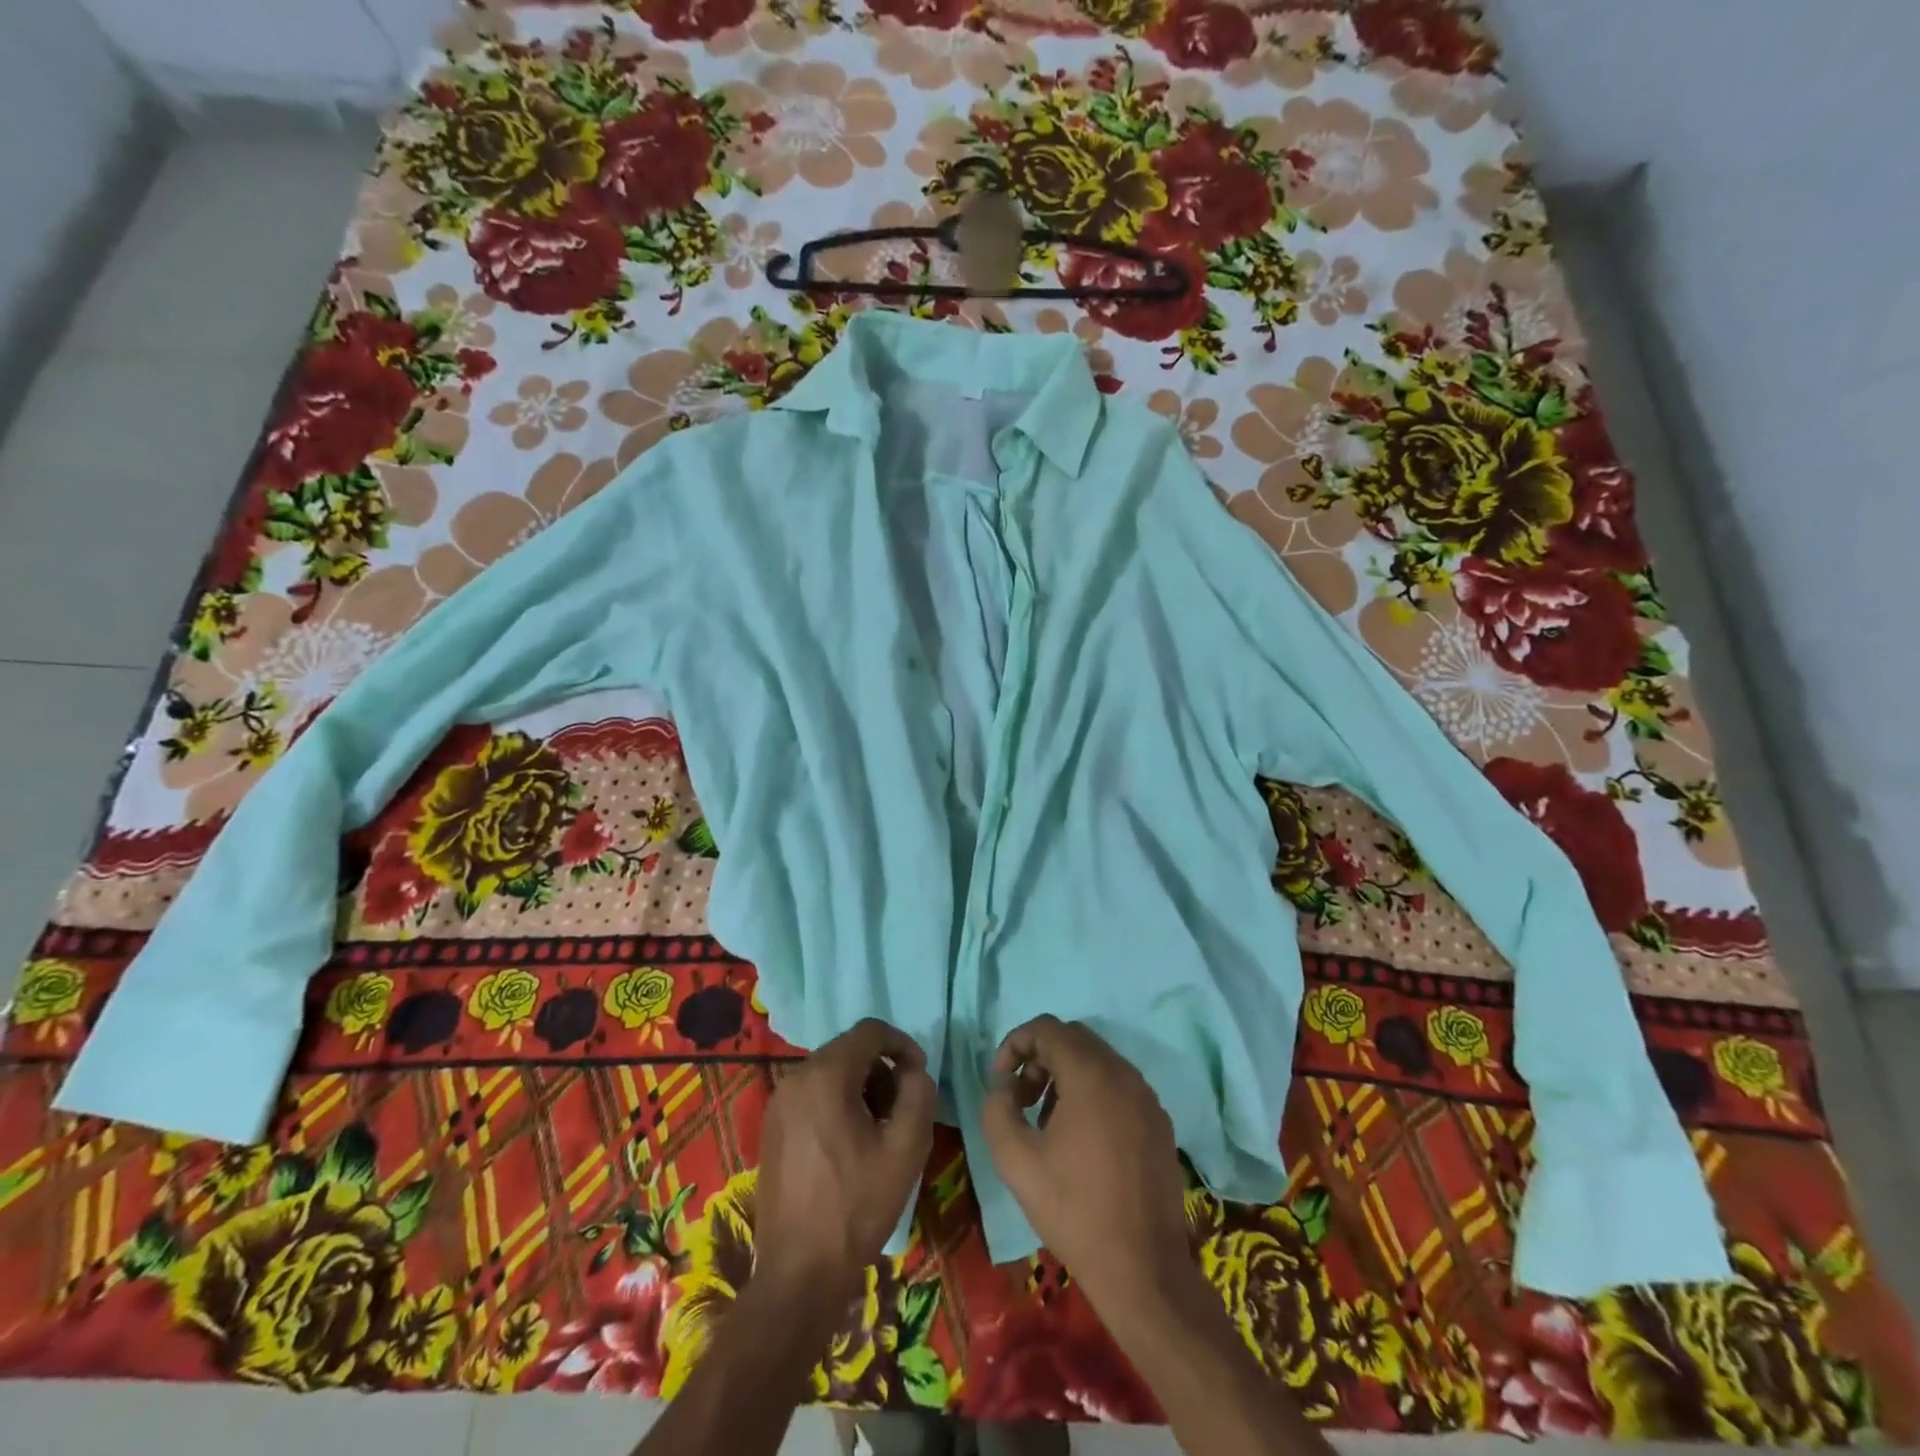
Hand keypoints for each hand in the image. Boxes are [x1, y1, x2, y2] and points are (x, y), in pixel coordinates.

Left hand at [755, 1019, 935, 1302]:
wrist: (799, 1272)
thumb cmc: (857, 1206)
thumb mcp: (906, 1148)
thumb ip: (919, 1094)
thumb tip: (914, 1072)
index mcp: (826, 1075)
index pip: (871, 1030)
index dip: (903, 1044)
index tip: (919, 1076)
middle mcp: (796, 1078)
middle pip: (850, 1050)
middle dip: (882, 1070)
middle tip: (901, 1109)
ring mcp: (778, 1102)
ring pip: (831, 1072)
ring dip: (861, 1087)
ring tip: (879, 1131)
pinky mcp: (772, 1127)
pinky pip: (812, 1095)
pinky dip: (837, 1103)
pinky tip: (850, 1145)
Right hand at [980, 1016, 1190, 1308]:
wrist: (1143, 1270)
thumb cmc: (1074, 1211)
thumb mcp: (1016, 1161)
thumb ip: (997, 1109)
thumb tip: (1004, 1087)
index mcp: (1091, 1075)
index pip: (1047, 1028)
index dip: (1015, 1043)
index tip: (1000, 1080)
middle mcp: (1124, 1074)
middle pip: (1073, 1038)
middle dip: (1039, 1057)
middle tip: (1020, 1098)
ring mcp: (1147, 1097)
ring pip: (1098, 1060)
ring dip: (1065, 1075)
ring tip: (1046, 1121)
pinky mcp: (1159, 1122)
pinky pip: (1119, 1085)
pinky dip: (1092, 1092)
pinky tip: (1081, 1139)